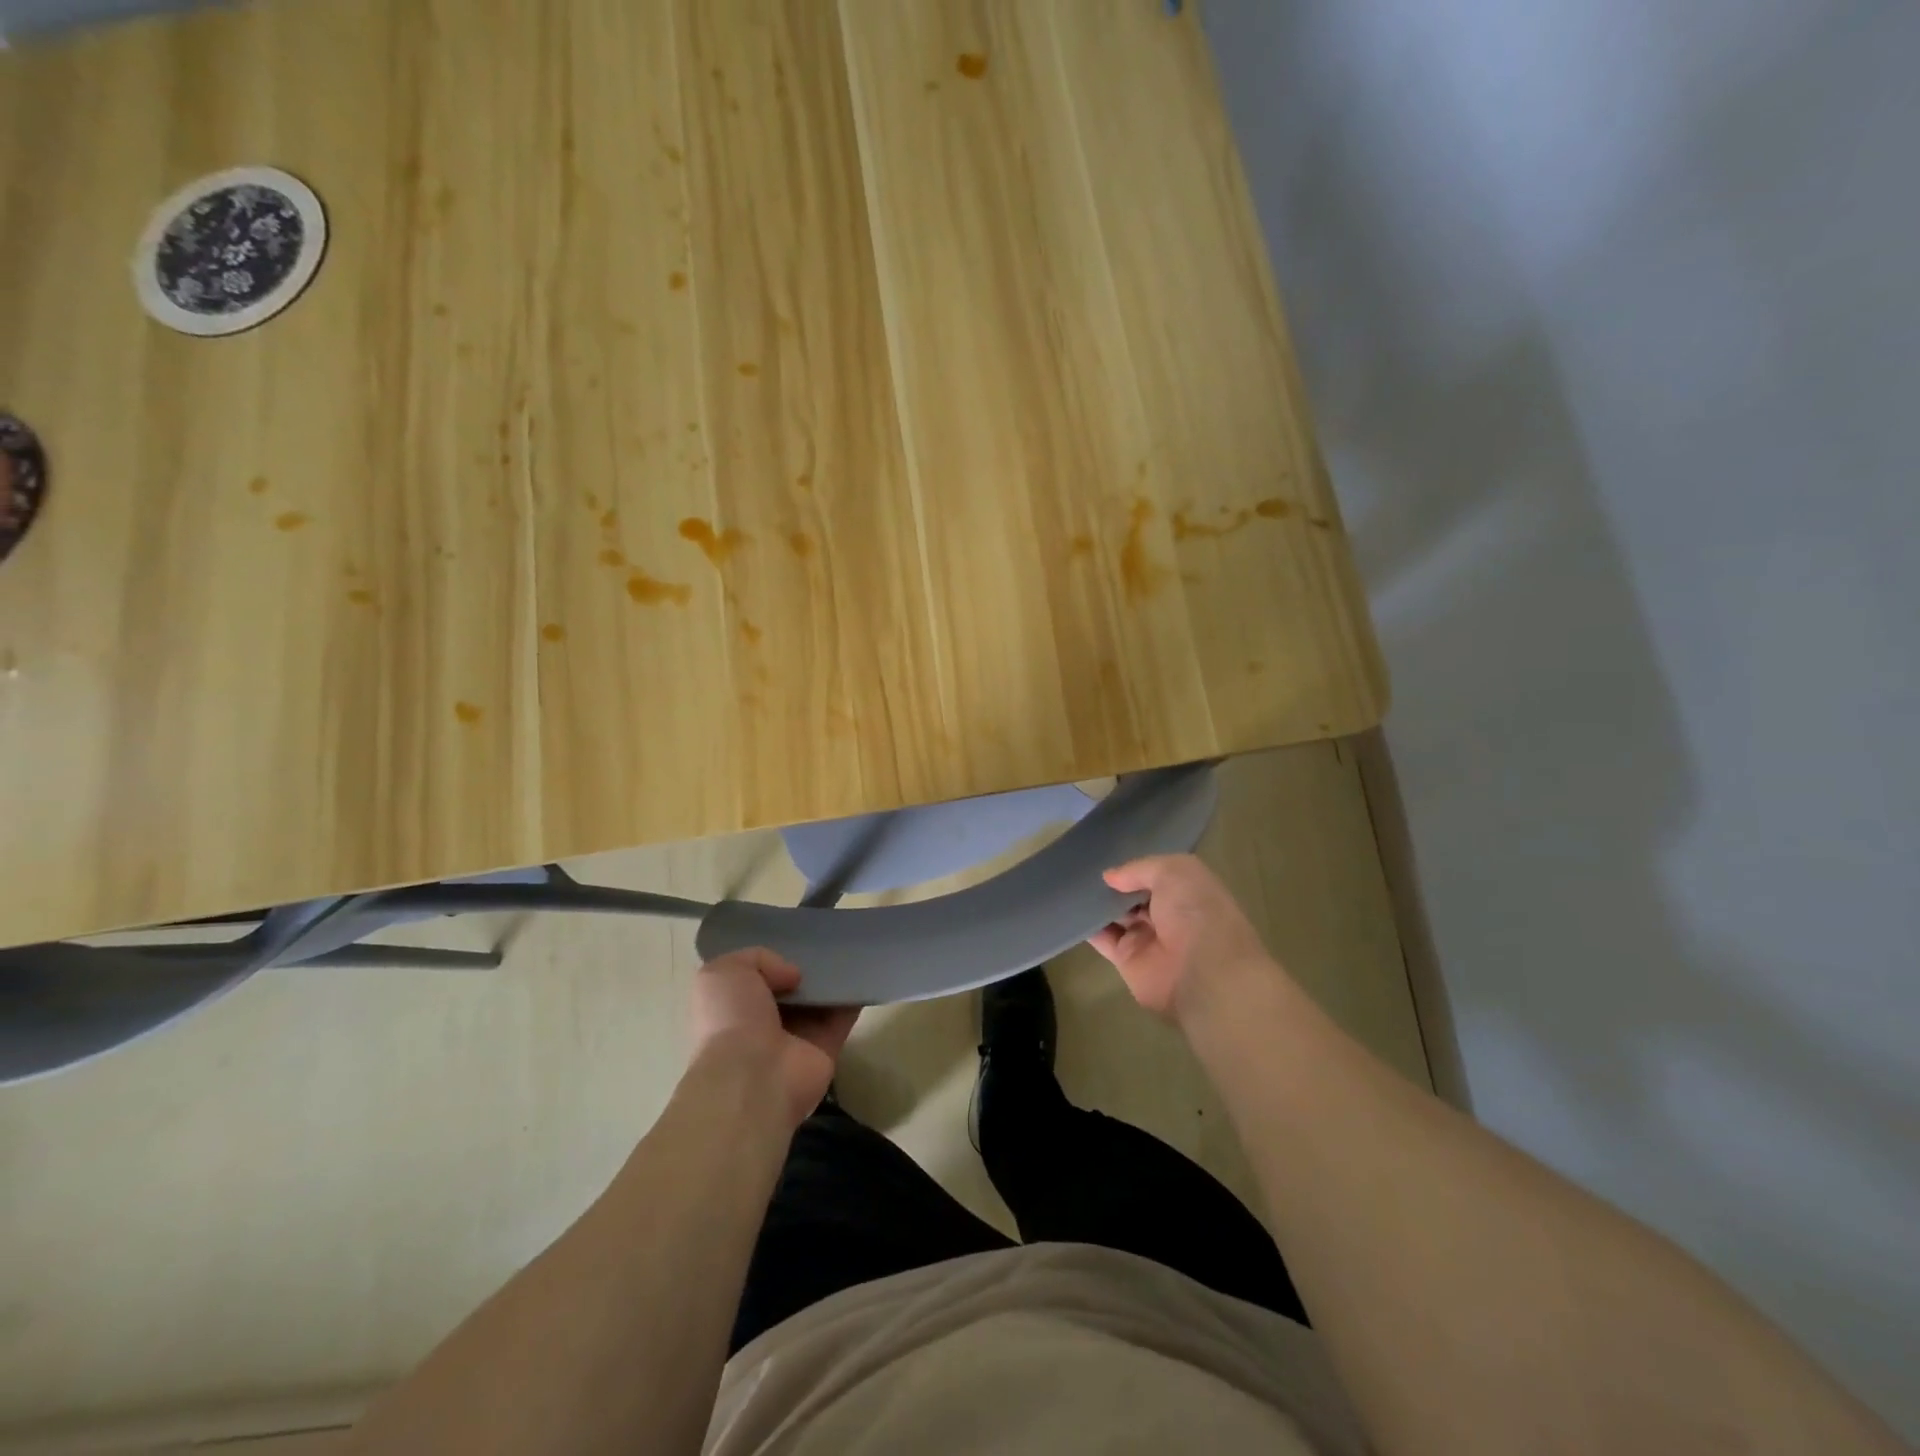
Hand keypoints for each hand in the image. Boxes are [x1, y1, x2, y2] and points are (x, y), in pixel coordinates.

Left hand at [689, 949, 858, 1127]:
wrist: (753, 1076)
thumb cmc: (731, 1019)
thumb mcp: (725, 972)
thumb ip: (758, 958)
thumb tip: (793, 976)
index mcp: (733, 1007)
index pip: (753, 978)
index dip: (771, 959)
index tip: (792, 937)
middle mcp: (763, 1023)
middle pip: (790, 988)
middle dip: (805, 965)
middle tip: (825, 939)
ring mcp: (797, 1038)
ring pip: (818, 1001)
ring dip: (832, 979)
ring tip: (848, 947)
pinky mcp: (826, 1048)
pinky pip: (843, 1016)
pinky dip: (854, 996)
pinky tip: (863, 970)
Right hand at [1088, 855, 1276, 1023]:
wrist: (1203, 974)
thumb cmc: (1196, 913)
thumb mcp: (1174, 871)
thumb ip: (1139, 868)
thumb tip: (1109, 877)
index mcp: (1187, 891)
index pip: (1157, 874)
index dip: (1134, 865)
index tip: (1106, 854)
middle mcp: (1168, 913)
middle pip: (1133, 894)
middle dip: (1113, 883)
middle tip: (1081, 865)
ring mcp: (1147, 937)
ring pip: (1115, 915)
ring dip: (1096, 902)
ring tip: (1070, 882)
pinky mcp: (1127, 960)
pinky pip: (1102, 938)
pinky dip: (1086, 926)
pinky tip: (1069, 908)